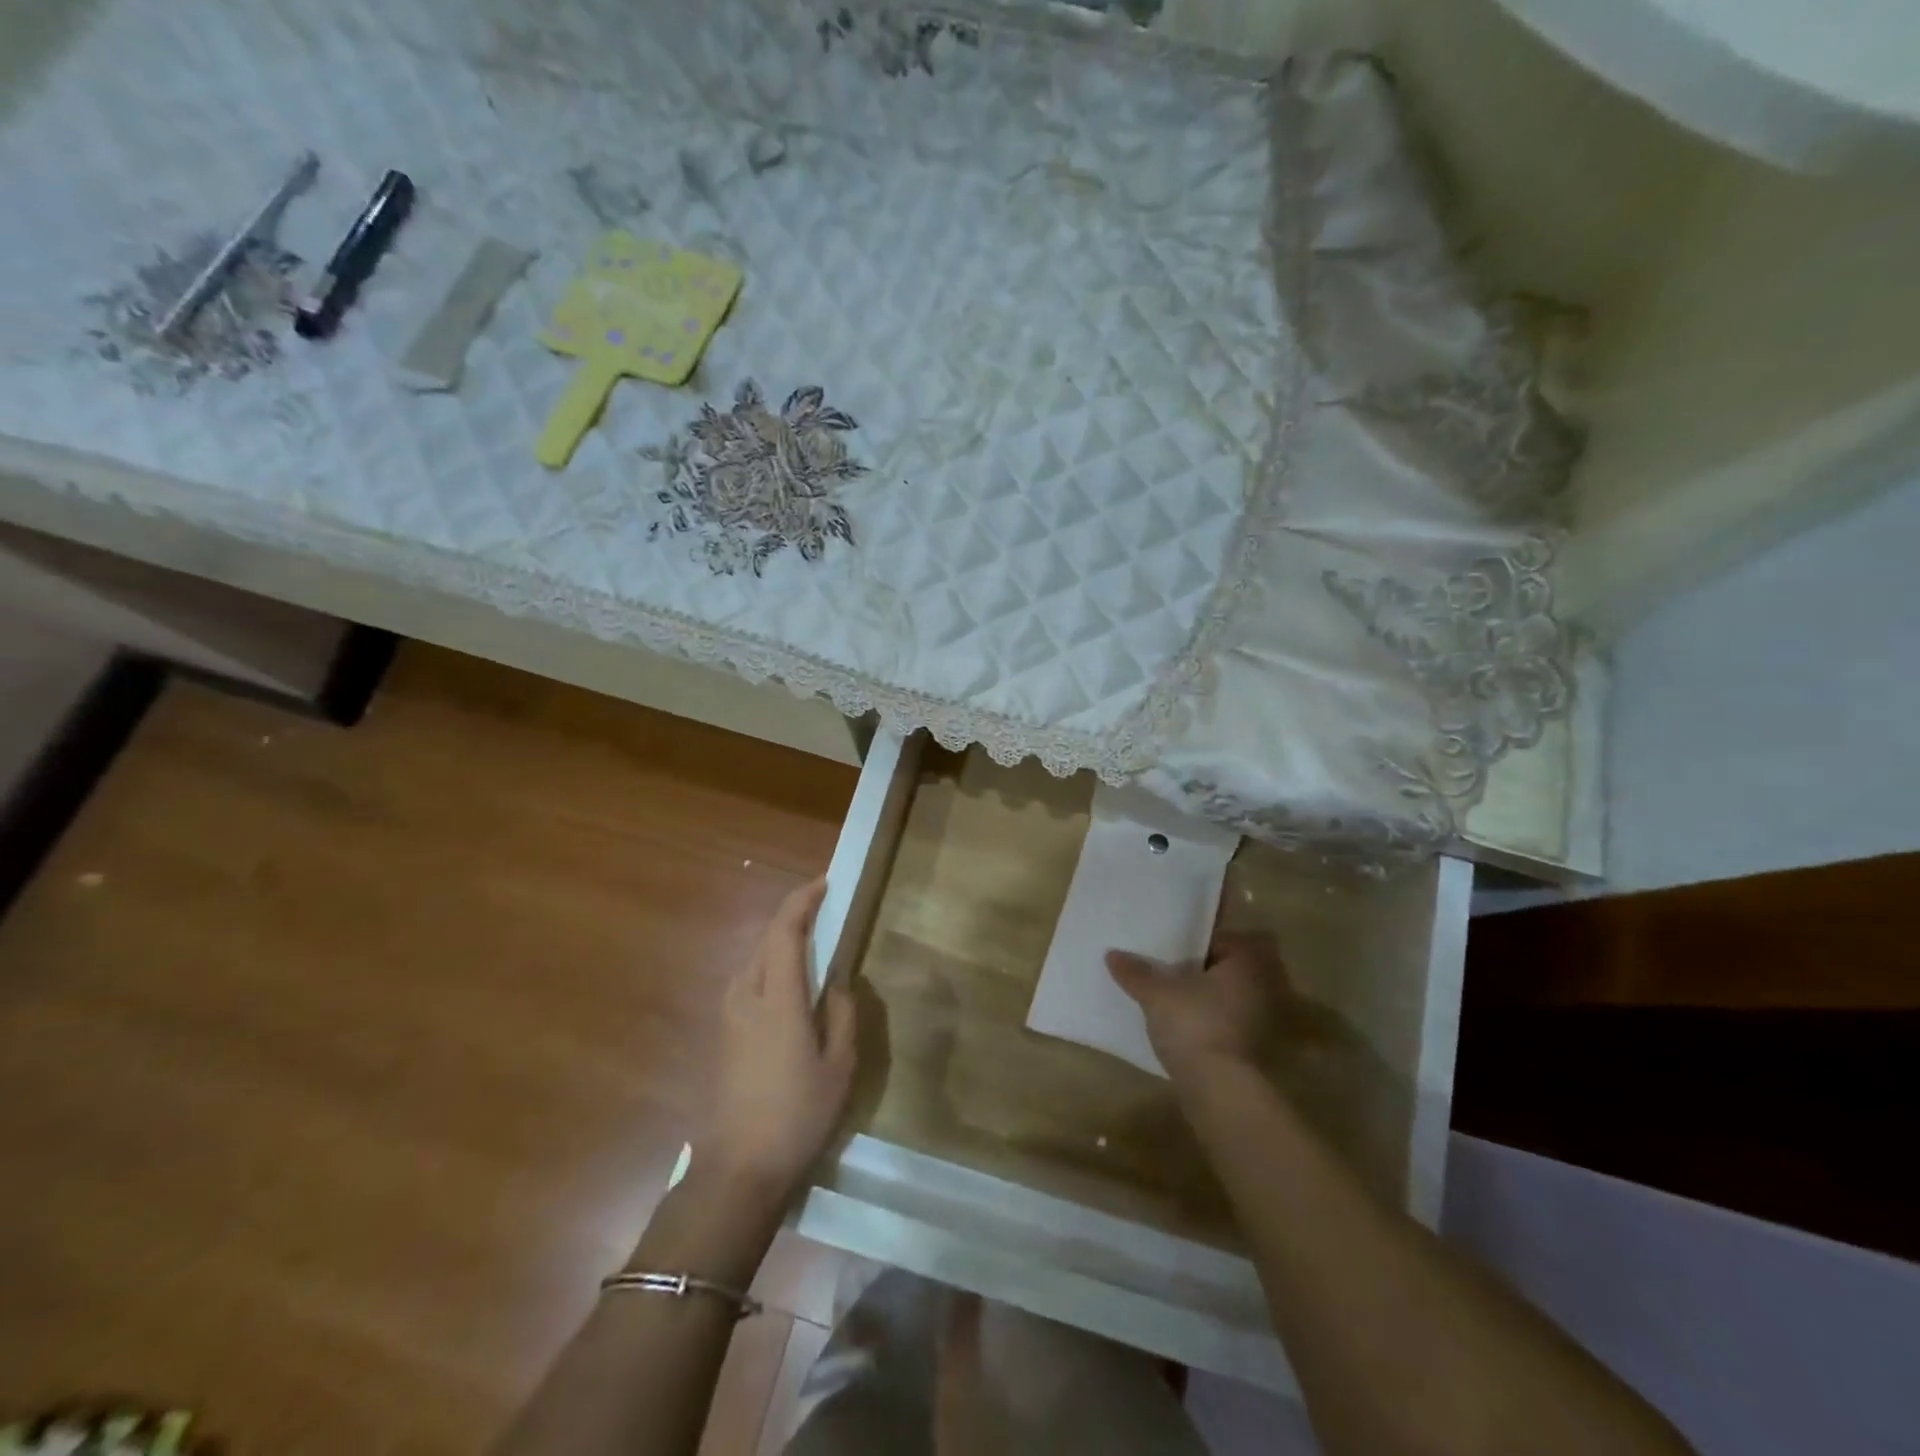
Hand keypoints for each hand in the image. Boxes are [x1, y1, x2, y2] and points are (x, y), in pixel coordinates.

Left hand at [702, 877, 856, 1197]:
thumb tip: (838, 980)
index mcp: (777, 998)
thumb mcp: (839, 1065)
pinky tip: (790, 985)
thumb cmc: (798, 1114)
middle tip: (826, 915)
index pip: (784, 930)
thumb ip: (843, 1013)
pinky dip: (770, 966)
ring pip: (754, 959)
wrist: (739, 1168)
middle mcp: (746, 995)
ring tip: (812, 947)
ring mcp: (729, 1014)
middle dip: (794, 919)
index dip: (802, 900)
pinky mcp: (723, 1032)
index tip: (825, 884)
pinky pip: (749, 980)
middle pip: (766, 939)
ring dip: (781, 943)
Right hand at [1106, 933, 1282, 1081]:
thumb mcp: (1157, 994)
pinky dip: (1213, 1024)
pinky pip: (1232, 1024)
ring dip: (1210, 1000)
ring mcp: (1264, 1022)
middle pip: (1230, 970)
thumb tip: (1112, 954)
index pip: (1225, 940)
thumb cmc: (1194, 1025)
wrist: (1220, 1089)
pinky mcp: (1257, 1050)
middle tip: (1174, 973)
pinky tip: (1186, 1029)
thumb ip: (1136, 973)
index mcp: (1246, 962)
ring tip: (1176, 1001)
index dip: (1200, 942)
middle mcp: (1264, 987)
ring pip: (1232, 999)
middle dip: (1206, 972)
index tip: (1176, 950)